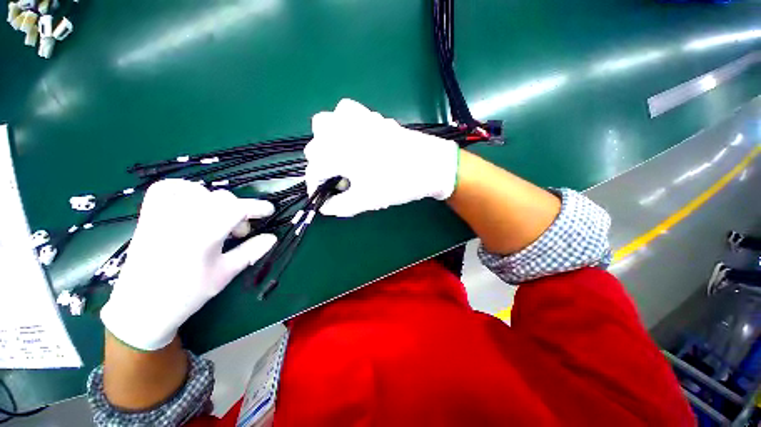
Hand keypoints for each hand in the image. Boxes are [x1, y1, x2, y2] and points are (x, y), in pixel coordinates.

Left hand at [100, 179, 276, 350]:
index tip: (269, 211)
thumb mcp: (225, 274)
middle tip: (240, 232)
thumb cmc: (187, 294)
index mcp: (202, 236)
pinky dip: (185, 190)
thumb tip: (272, 238)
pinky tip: (194, 203)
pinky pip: (167, 189)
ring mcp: (162, 215)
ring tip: (218, 219)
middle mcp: (181, 220)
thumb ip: (250, 251)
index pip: (236, 208)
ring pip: (198, 190)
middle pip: (220, 198)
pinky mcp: (149, 216)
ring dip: (217, 202)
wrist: (141, 307)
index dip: (257, 207)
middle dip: (239, 210)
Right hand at [305, 99, 458, 216]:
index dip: (314, 186)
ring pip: (326, 123)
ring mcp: (358, 119)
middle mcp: (342, 132)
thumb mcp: (367, 200)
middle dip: (320, 165)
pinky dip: (343, 124)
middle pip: (314, 145)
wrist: (430, 164)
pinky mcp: (372, 116)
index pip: (315, 170)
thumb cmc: (398, 183)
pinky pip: (347, 112)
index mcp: (339, 152)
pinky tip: (354, 139)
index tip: (321, 197)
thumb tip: (325, 208)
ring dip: (326, 141)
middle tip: (336, 180)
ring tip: (340, 157)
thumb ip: (341, 206)